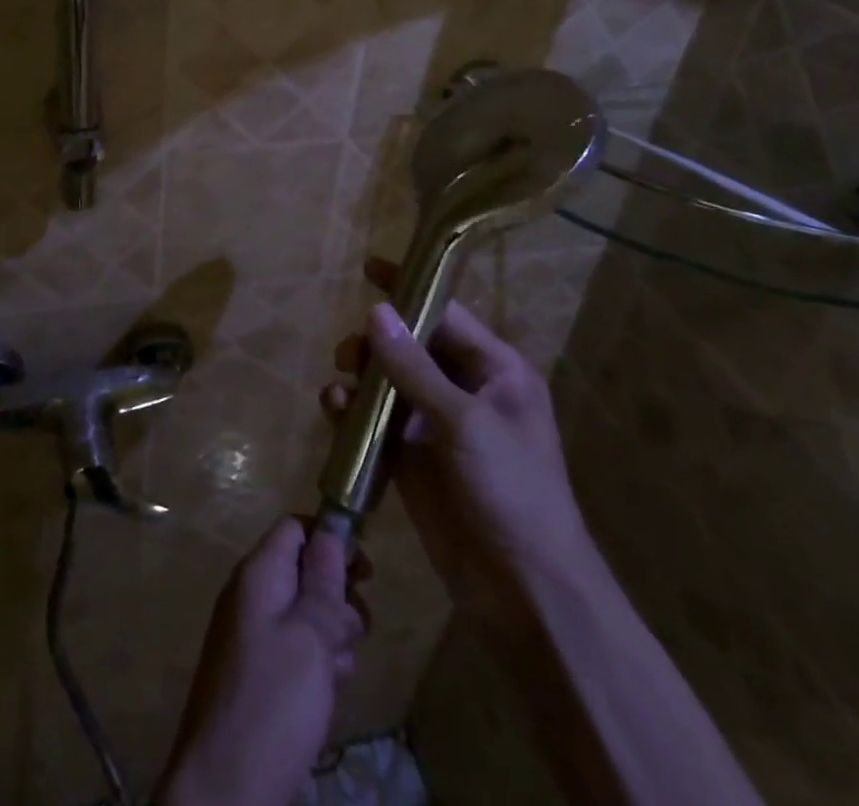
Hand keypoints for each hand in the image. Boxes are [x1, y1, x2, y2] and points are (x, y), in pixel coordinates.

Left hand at [158, 518, 366, 805]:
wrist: (224, 788)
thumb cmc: (274, 701)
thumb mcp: (311, 636)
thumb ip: (323, 581)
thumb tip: (332, 530)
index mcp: (258, 573)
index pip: (295, 528)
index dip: (330, 539)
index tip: (364, 572)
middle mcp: (249, 594)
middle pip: (302, 570)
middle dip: (336, 594)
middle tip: (357, 629)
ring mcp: (248, 634)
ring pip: (302, 611)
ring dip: (331, 631)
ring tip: (342, 667)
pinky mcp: (254, 671)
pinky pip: (293, 646)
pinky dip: (316, 659)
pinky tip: (330, 690)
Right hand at [322, 280, 591, 627]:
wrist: (523, 590)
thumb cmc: (510, 491)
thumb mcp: (464, 422)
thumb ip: (415, 367)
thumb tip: (376, 311)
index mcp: (495, 371)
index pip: (446, 313)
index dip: (409, 289)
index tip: (368, 268)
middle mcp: (466, 390)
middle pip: (411, 345)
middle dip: (376, 341)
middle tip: (347, 353)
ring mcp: (436, 425)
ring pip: (388, 381)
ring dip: (361, 377)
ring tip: (340, 385)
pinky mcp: (412, 458)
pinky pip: (376, 420)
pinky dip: (354, 411)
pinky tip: (335, 410)